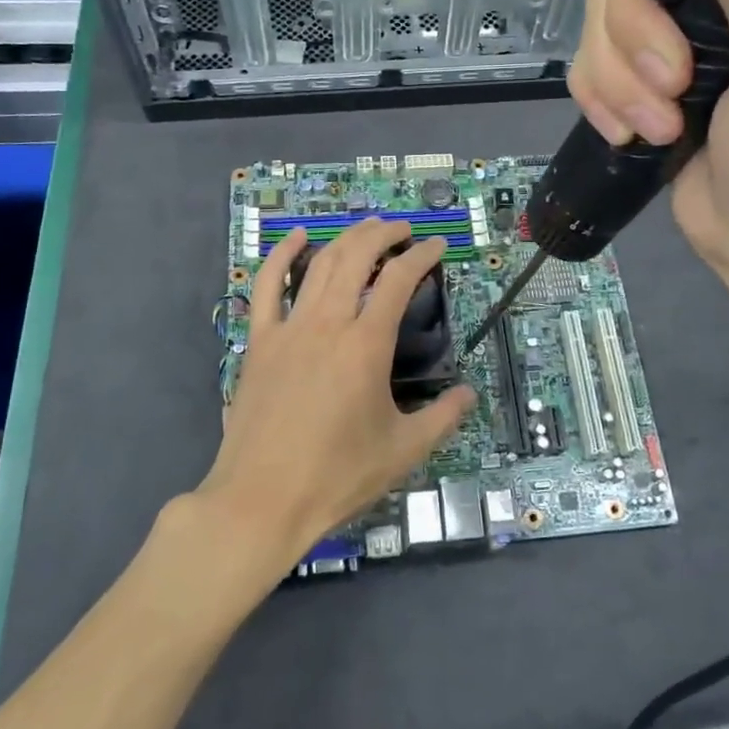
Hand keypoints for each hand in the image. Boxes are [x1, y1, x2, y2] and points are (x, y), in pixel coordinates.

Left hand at [197, 218, 475, 567]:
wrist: (262, 500)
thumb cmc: (337, 477)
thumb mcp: (403, 451)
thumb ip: (442, 418)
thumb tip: (469, 394)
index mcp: (366, 345)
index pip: (399, 280)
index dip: (422, 256)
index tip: (437, 246)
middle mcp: (328, 323)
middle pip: (356, 257)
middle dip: (383, 234)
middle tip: (403, 229)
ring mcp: (288, 329)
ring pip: (318, 265)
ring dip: (345, 239)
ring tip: (366, 228)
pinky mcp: (260, 342)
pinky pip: (267, 286)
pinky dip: (282, 255)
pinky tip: (296, 237)